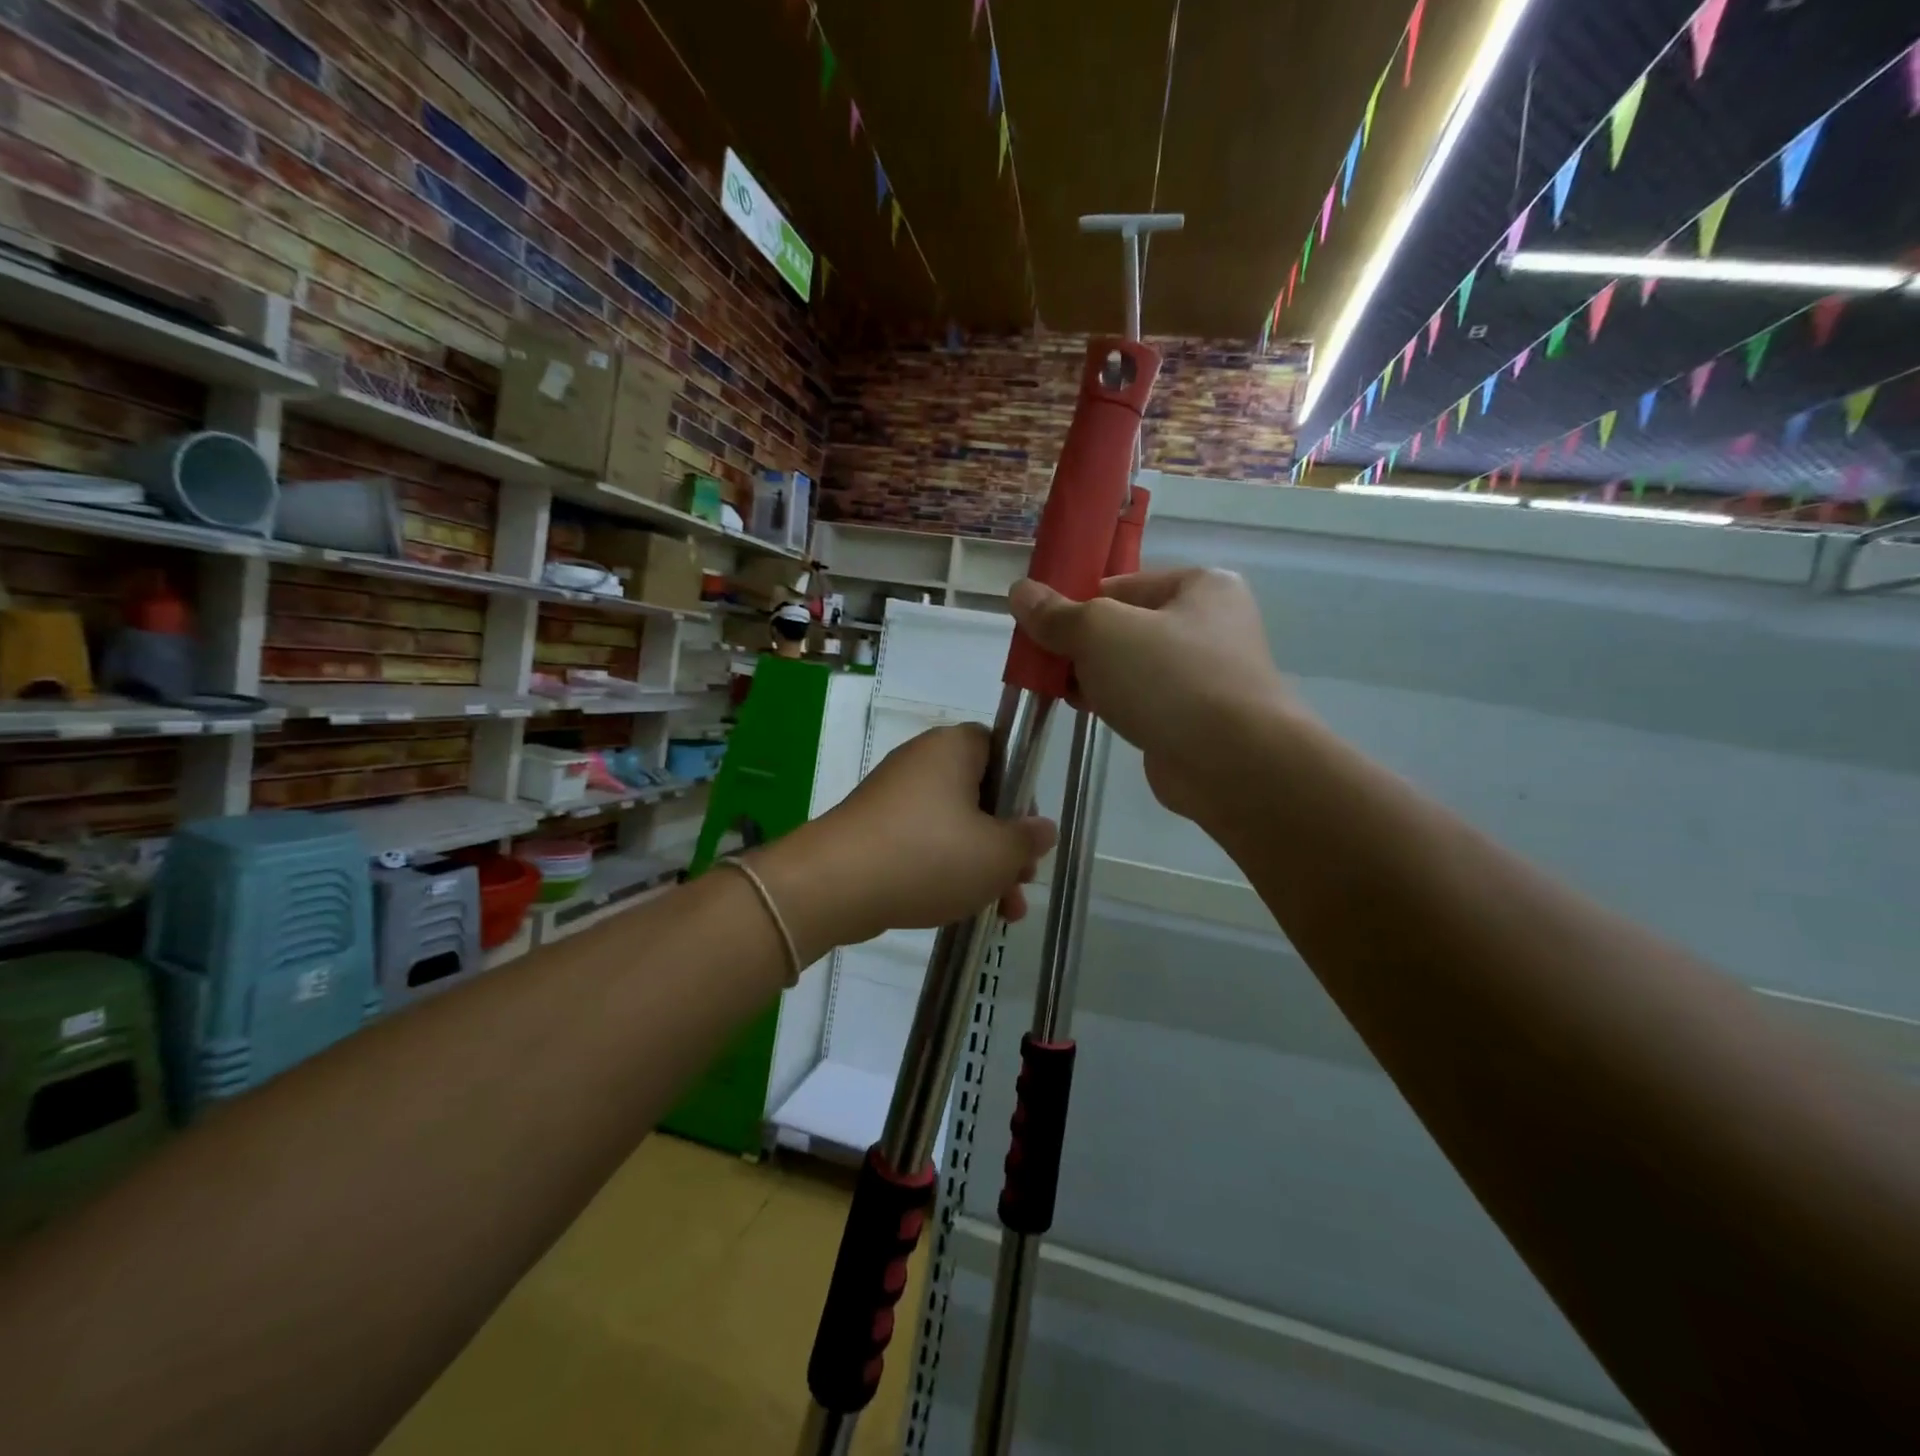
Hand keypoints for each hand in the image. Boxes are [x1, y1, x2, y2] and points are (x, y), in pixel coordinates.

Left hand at [759, 725, 1056, 957]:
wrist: (834, 885)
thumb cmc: (928, 856)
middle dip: (1006, 843)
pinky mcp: (875, 828)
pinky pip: (923, 842)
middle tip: (1021, 881)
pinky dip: (945, 869)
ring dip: (982, 865)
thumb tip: (1042, 829)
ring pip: (954, 826)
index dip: (1023, 791)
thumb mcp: (996, 854)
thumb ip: (1028, 840)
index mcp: (954, 748)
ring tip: (1004, 911)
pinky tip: (962, 907)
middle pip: (981, 795)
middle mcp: (922, 761)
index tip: (1029, 832)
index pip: (1003, 749)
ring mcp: (894, 796)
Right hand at [1009, 568, 1294, 824]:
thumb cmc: (1168, 678)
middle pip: (1125, 626)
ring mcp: (1208, 675)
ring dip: (1094, 677)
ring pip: (1132, 667)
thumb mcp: (1100, 632)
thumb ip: (1057, 614)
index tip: (1043, 629)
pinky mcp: (1197, 719)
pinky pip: (1145, 700)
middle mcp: (1211, 625)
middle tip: (1046, 665)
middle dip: (1082, 646)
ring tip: (1059, 691)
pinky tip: (1088, 713)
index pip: (1121, 584)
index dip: (1077, 604)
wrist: (1231, 763)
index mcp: (1201, 586)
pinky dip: (1116, 704)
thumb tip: (1019, 592)